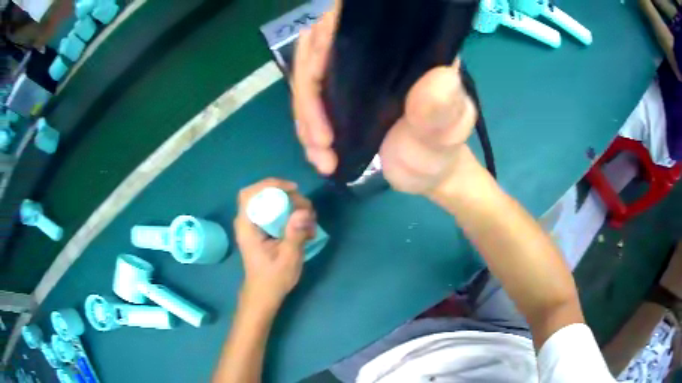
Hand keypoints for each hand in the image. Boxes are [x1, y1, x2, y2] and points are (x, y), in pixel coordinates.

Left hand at [234, 178, 315, 309]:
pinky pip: (274, 213)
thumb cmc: (273, 278)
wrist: (264, 294)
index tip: (292, 189)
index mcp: (247, 227)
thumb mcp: (288, 257)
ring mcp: (254, 226)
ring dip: (290, 205)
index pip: (250, 194)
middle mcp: (247, 222)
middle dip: (286, 195)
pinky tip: (304, 226)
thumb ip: (295, 233)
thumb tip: (305, 212)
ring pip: (270, 202)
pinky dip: (290, 214)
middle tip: (307, 208)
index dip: (270, 185)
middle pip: (262, 194)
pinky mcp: (262, 230)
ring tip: (309, 218)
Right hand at [292, 3, 478, 194]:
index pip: (351, 21)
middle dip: (309, 96)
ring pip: (307, 74)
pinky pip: (308, 97)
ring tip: (322, 157)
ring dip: (305, 118)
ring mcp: (353, 69)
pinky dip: (306, 127)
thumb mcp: (445, 135)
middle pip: (317, 48)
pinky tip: (319, 154)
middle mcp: (374, 49)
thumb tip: (442, 74)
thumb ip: (443, 110)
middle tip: (321, 140)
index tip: (318, 84)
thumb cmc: (438, 152)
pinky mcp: (340, 90)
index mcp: (405, 46)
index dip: (324, 43)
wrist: (424, 175)